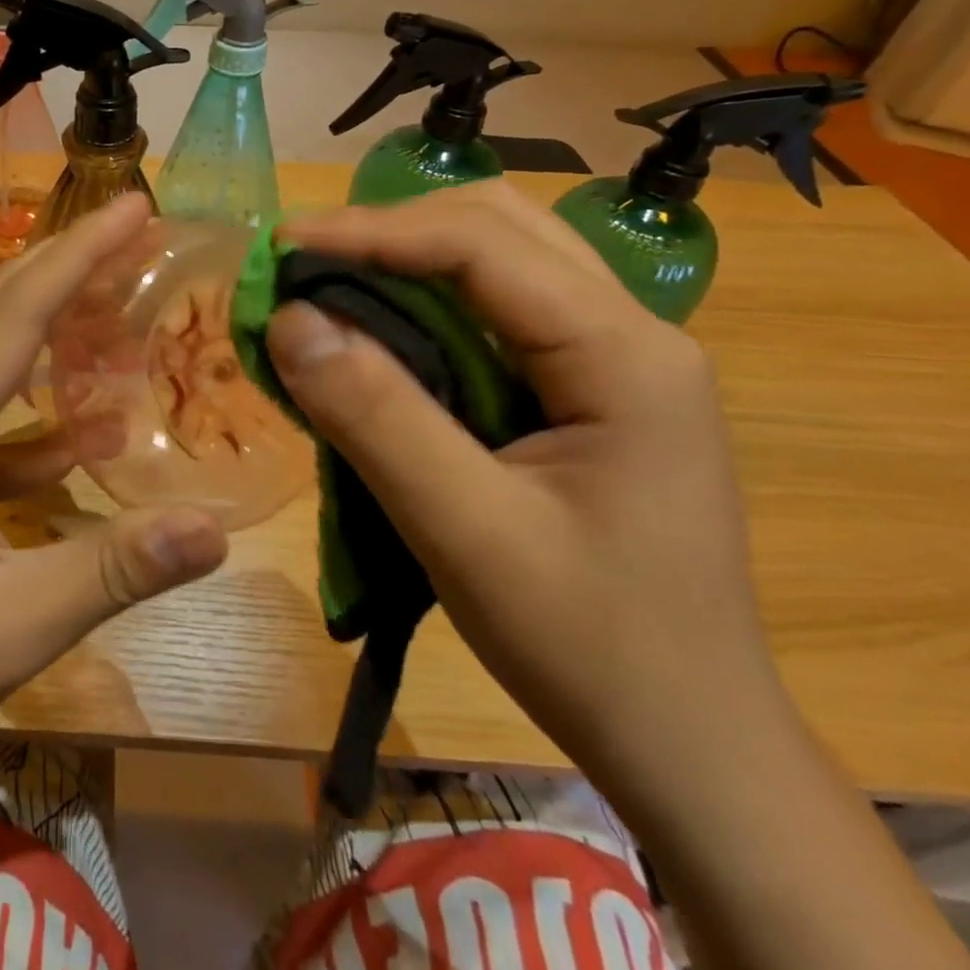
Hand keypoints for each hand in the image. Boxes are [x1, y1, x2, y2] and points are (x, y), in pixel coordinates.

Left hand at [0, 193, 228, 798]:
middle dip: (70, 263)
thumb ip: (116, 568)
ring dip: (56, 325)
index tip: (136, 206)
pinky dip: (40, 410)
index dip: (82, 252)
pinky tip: (83, 440)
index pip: (21, 309)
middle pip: (2, 310)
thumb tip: (215, 526)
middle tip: (138, 232)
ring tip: (122, 309)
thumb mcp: (14, 622)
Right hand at [263, 180, 781, 793]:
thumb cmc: (589, 644)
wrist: (689, 741)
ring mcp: (613, 357)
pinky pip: (494, 310)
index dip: (370, 231)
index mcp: (625, 354)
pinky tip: (380, 334)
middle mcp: (630, 331)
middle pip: (496, 228)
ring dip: (406, 258)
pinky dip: (423, 303)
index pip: (480, 244)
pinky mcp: (585, 388)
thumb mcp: (467, 533)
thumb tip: (291, 320)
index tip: (281, 246)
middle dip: (389, 230)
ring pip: (498, 260)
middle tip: (302, 264)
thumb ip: (376, 417)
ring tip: (328, 286)